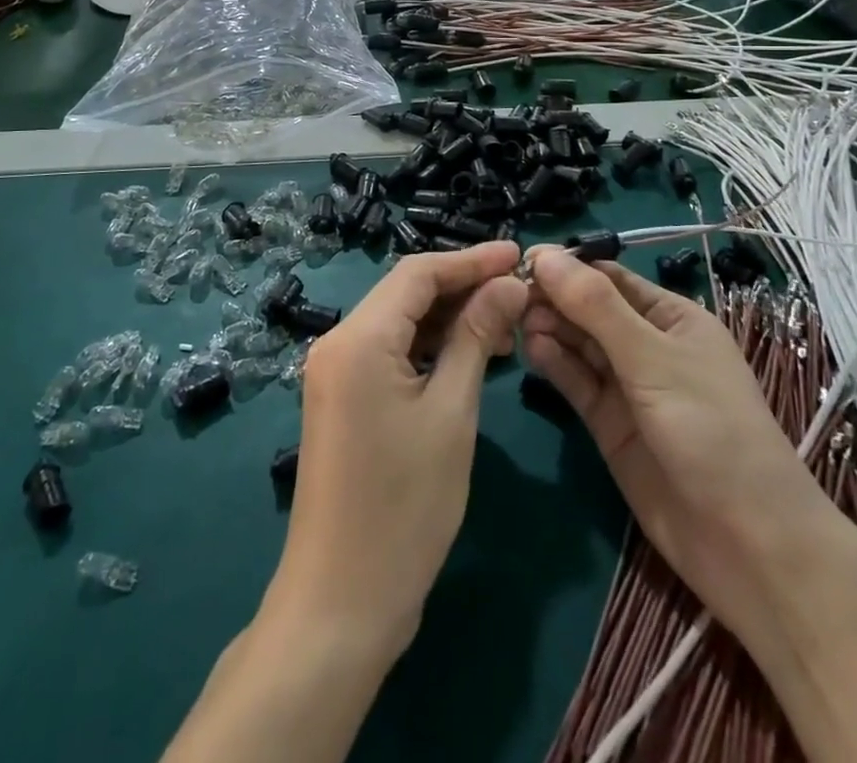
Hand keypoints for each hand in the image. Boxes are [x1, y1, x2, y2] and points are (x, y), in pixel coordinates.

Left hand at [268, 242, 526, 661]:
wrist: (342, 602)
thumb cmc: (404, 506)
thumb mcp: (450, 413)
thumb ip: (476, 337)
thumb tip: (508, 284)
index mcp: (358, 338)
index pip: (418, 272)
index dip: (471, 259)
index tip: (518, 254)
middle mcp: (339, 342)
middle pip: (406, 292)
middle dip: (462, 286)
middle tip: (519, 291)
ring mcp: (336, 372)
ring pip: (400, 321)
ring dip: (449, 317)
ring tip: (505, 323)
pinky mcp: (343, 398)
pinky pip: (390, 352)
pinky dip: (430, 347)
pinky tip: (470, 354)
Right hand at [520, 248, 834, 617]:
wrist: (747, 544)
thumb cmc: (712, 430)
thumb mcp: (653, 359)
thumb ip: (596, 308)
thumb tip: (546, 256)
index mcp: (671, 318)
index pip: (610, 278)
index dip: (568, 267)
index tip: (522, 261)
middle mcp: (647, 345)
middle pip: (589, 309)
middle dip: (554, 298)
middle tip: (510, 295)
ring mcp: (627, 387)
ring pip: (578, 345)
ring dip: (550, 328)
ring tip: (517, 321)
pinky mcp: (609, 424)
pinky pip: (576, 382)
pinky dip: (554, 364)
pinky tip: (531, 349)